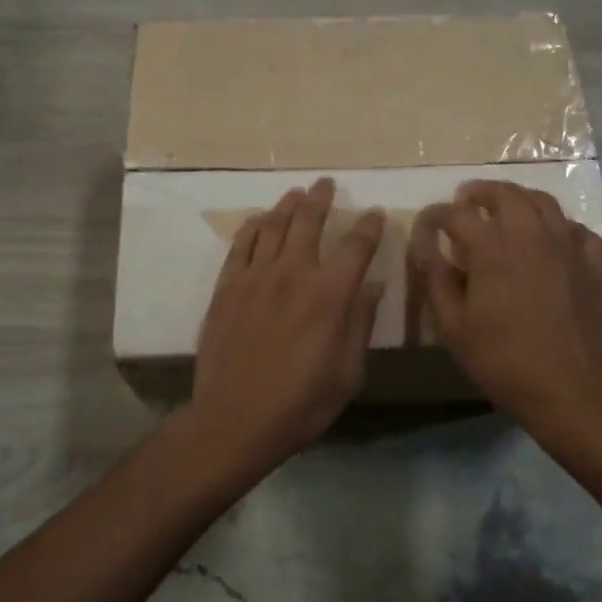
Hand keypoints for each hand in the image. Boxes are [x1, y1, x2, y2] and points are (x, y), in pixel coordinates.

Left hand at [187, 178, 385, 474]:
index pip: (356, 247)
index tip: (375, 213)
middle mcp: (293, 274)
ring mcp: (255, 277)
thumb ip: (360, 324)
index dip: (369, 226)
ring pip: (273, 226)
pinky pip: (240, 245)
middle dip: (321, 198)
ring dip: (287, 205)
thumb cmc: (301, 403)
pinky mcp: (227, 287)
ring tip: (296, 193)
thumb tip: (373, 287)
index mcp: (329, 295)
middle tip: (326, 183)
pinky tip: (257, 220)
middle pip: (308, 222)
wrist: (235, 418)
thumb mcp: (348, 373)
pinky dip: (251, 227)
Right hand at [412, 180, 601, 432]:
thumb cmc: (502, 359)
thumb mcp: (452, 326)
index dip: (436, 214)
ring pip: (543, 202)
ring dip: (518, 199)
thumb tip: (425, 249)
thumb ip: (436, 281)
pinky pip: (577, 229)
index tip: (425, 224)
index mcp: (492, 248)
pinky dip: (559, 226)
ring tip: (505, 209)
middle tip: (465, 201)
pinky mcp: (592, 264)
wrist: (569, 389)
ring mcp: (566, 246)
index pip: (456, 214)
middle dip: (479, 192)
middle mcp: (530, 235)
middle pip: (504, 194)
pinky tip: (551, 239)